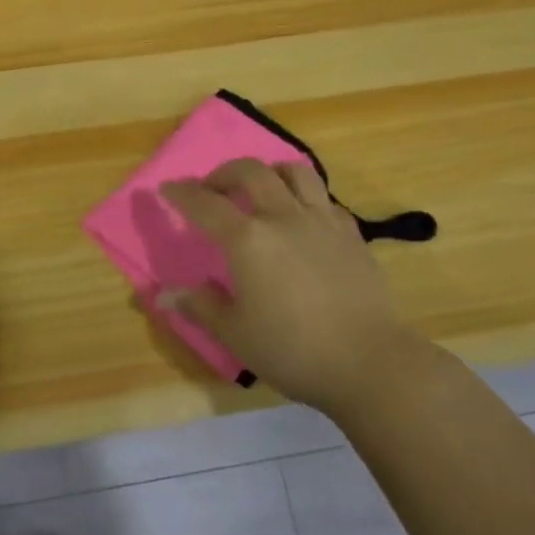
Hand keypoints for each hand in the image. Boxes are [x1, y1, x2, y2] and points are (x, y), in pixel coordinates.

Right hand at [160, 159, 417, 414]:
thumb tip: (165, 295)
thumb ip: (201, 306)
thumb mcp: (236, 334)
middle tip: (212, 189)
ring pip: (295, 172)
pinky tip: (302, 218)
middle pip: (251, 172)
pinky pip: (324, 199)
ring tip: (261, 188)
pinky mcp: (351, 234)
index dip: (182, 193)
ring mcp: (321, 221)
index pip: (205, 204)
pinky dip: (305, 198)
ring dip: (270, 172)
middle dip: (224, 173)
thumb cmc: (293, 350)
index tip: (167, 188)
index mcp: (247, 239)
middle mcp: (282, 217)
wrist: (370, 362)